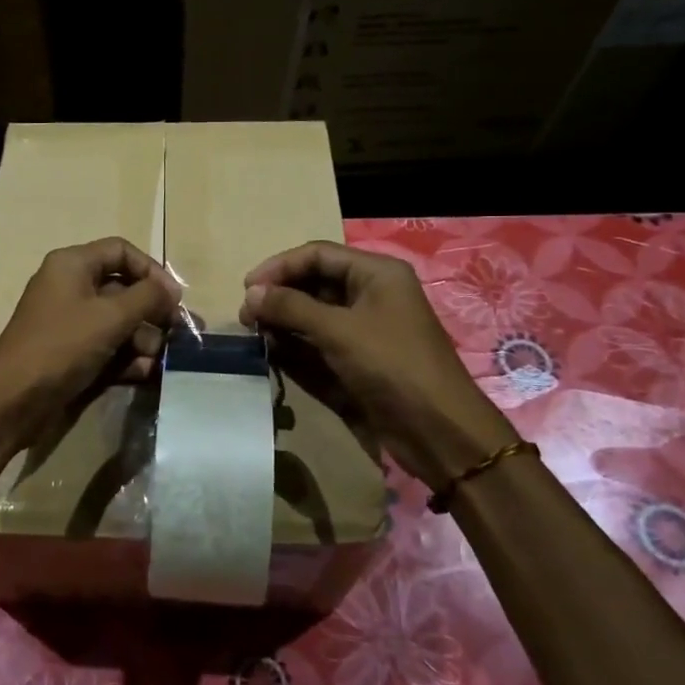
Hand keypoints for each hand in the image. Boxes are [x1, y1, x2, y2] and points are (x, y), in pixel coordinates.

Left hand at [0, 238, 181, 445]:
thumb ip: (148, 297)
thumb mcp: (112, 316)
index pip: (121, 251)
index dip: (151, 270)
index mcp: (72, 265)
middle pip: (122, 288)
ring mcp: (68, 322)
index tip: (173, 298)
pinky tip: (143, 373)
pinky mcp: (69, 352)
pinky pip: (105, 346)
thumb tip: (171, 289)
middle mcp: (69, 287)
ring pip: (117, 321)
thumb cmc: (63, 345)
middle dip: (151, 312)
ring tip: (156, 358)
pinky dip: (125, 357)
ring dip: (142, 339)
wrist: (14, 400)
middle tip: (177, 332)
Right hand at [240, 240, 516, 490]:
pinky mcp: (358, 357)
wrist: (437, 430)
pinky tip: (272, 349)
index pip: (317, 254)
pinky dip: (295, 342)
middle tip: (246, 316)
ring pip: (314, 312)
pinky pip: (319, 340)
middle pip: (314, 281)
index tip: (246, 288)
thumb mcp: (339, 330)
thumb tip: (250, 293)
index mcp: (376, 273)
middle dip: (279, 294)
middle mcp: (370, 293)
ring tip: (254, 332)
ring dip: (284, 319)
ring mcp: (364, 327)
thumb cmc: (392, 366)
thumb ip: (291, 307)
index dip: (279, 267)